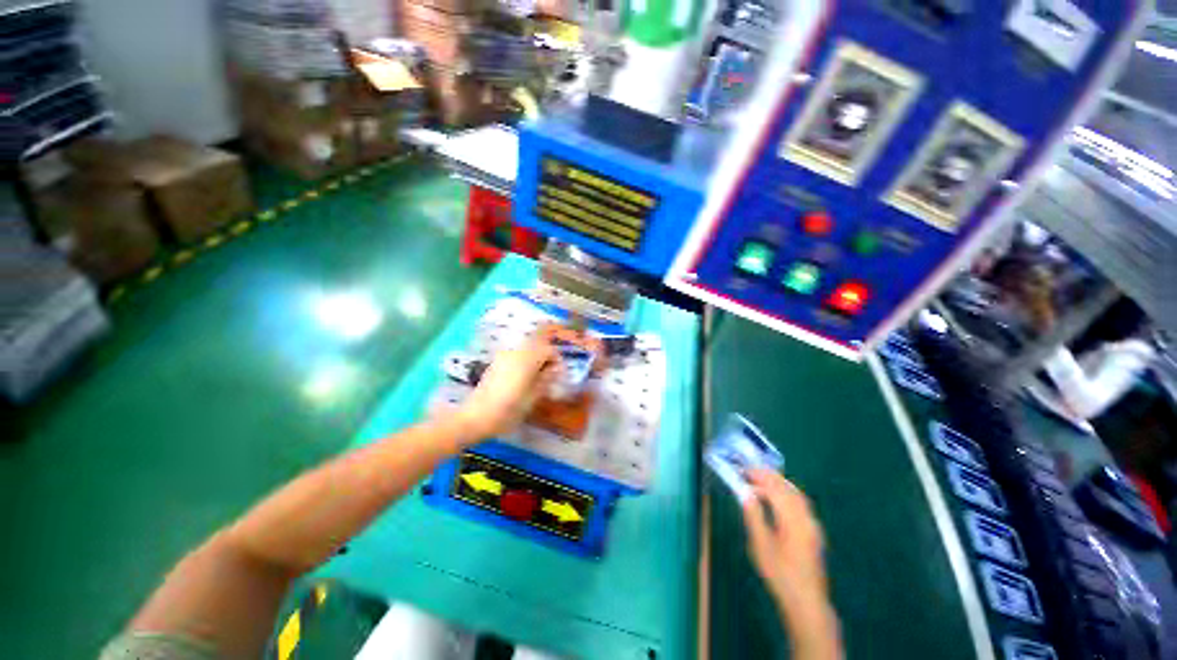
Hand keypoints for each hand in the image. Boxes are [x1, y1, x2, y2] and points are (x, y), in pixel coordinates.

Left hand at [456, 335, 559, 442]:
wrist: (476, 416)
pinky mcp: (497, 361)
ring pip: (527, 347)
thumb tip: (556, 369)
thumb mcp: (534, 396)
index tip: (559, 374)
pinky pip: (517, 354)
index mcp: (528, 358)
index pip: (549, 349)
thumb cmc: (509, 409)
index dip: (557, 359)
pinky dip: (525, 359)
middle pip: (538, 342)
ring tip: (538, 375)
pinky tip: (523, 377)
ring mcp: (505, 355)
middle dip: (546, 354)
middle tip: (550, 372)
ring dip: (536, 356)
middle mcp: (517, 351)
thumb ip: (547, 378)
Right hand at [742, 470, 840, 659]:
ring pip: (797, 495)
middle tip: (751, 469)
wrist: (807, 602)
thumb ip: (754, 516)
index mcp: (792, 520)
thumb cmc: (780, 574)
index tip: (744, 469)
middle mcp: (806, 518)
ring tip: (762, 478)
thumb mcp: (761, 546)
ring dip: (779, 483)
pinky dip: (788, 493)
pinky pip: (802, 504)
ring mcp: (813, 525)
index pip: (774, 489)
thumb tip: (746, 493)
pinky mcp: (815, 532)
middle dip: (769, 476)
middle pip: (788, 488)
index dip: (759, 476)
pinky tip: (779, 498)